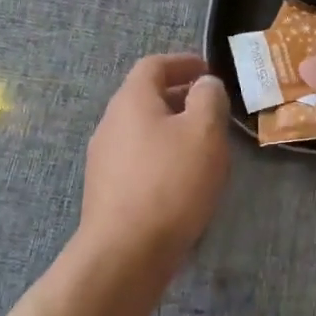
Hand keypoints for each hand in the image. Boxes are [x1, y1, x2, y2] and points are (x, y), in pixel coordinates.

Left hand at [82, 53, 231, 264]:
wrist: (124, 253)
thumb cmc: (170, 183)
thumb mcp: (204, 132)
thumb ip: (209, 99)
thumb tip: (204, 84)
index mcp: (132, 100)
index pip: (154, 65)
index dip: (183, 62)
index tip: (208, 71)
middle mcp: (111, 122)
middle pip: (146, 97)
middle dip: (180, 97)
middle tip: (212, 108)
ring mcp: (104, 158)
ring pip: (143, 129)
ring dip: (172, 128)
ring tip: (203, 145)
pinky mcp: (107, 190)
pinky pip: (138, 159)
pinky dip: (162, 156)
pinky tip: (183, 179)